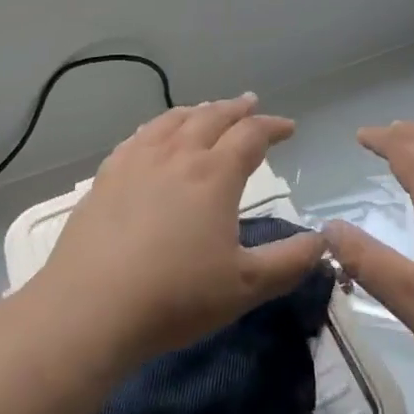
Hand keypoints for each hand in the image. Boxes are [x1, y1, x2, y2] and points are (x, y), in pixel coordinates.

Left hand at [40, 94, 325, 366]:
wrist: (89, 311)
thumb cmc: (174, 297)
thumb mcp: (244, 286)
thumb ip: (289, 262)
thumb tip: (323, 242)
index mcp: (215, 174)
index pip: (251, 134)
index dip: (273, 126)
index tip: (289, 127)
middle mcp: (179, 154)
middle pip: (212, 116)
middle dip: (237, 108)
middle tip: (251, 102)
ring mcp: (138, 161)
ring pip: (174, 120)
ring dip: (198, 110)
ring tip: (207, 109)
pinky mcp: (106, 176)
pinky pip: (139, 136)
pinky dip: (159, 126)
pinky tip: (155, 135)